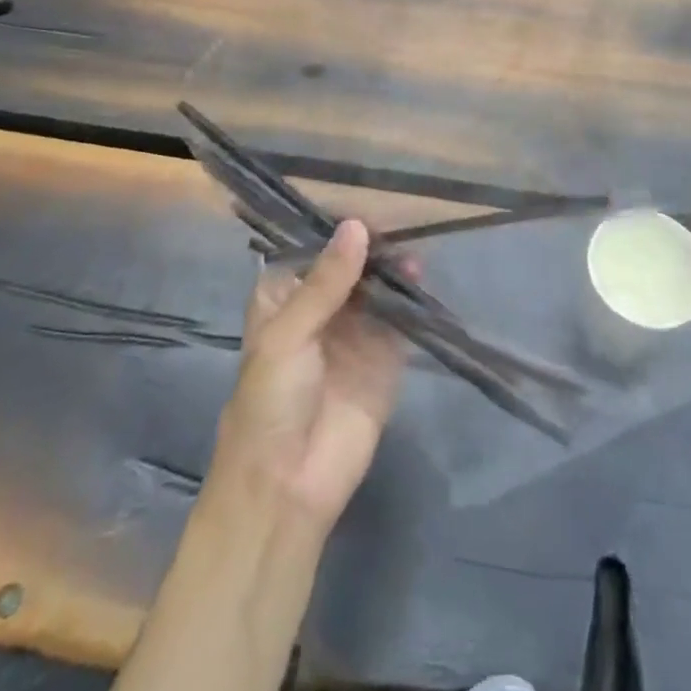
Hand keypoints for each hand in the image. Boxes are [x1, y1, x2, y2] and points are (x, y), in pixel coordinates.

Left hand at [209, 220, 408, 530]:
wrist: (288, 486)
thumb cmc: (270, 401)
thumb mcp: (289, 334)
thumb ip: (327, 281)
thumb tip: (357, 225)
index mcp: (285, 296)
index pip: (313, 249)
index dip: (337, 229)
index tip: (365, 204)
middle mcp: (322, 307)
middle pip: (350, 264)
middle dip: (371, 246)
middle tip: (397, 224)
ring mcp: (355, 330)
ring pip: (377, 286)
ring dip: (393, 268)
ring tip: (410, 253)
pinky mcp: (385, 356)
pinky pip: (400, 318)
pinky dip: (411, 299)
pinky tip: (421, 280)